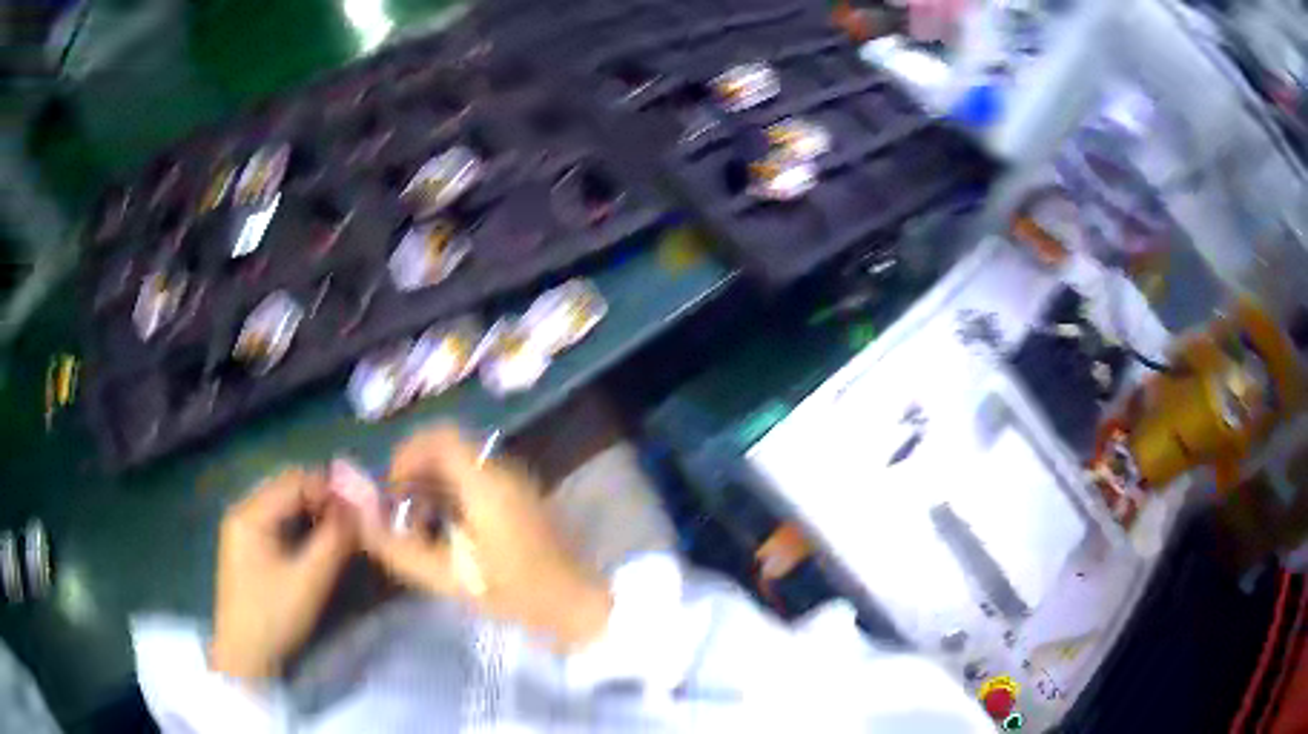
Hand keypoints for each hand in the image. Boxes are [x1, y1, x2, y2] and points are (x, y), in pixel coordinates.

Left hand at [210, 468, 354, 679]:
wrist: (245, 655)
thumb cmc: (274, 616)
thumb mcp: (309, 580)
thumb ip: (335, 540)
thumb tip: (359, 509)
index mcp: (250, 513)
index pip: (294, 481)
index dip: (329, 489)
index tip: (359, 509)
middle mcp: (241, 511)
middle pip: (287, 489)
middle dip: (321, 500)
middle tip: (352, 522)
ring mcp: (240, 529)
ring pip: (282, 506)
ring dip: (311, 514)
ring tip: (338, 534)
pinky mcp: (245, 546)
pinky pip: (276, 522)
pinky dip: (298, 527)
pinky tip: (314, 545)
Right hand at [361, 428, 611, 649]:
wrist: (574, 604)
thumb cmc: (513, 592)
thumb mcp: (448, 576)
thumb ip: (398, 545)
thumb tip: (358, 515)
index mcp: (485, 482)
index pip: (438, 437)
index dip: (405, 456)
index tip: (392, 493)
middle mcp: (502, 470)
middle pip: (447, 448)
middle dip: (415, 473)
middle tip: (400, 511)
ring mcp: (515, 481)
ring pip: (461, 463)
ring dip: (432, 485)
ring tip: (419, 526)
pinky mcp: (520, 495)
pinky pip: (476, 478)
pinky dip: (452, 493)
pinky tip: (446, 530)